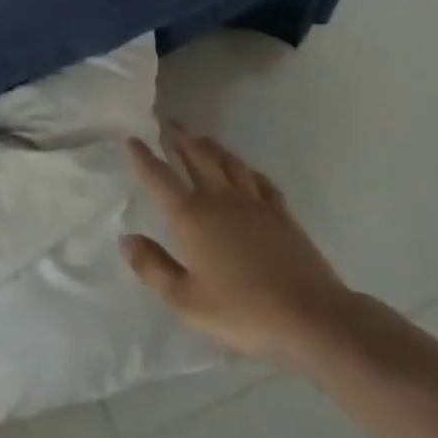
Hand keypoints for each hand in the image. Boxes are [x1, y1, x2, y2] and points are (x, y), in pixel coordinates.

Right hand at [123, 122, 362, 369]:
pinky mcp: (281, 213)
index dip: (142, 156)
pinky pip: (259, 180)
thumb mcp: (186, 300)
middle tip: (166, 121)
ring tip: (199, 138)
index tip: (130, 137)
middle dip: (178, 136)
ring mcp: (254, 203)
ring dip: (210, 146)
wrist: (311, 316)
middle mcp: (220, 199)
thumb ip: (153, 268)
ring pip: (228, 161)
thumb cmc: (243, 311)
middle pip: (197, 156)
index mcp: (192, 216)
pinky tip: (245, 171)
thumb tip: (127, 238)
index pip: (159, 177)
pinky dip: (246, 169)